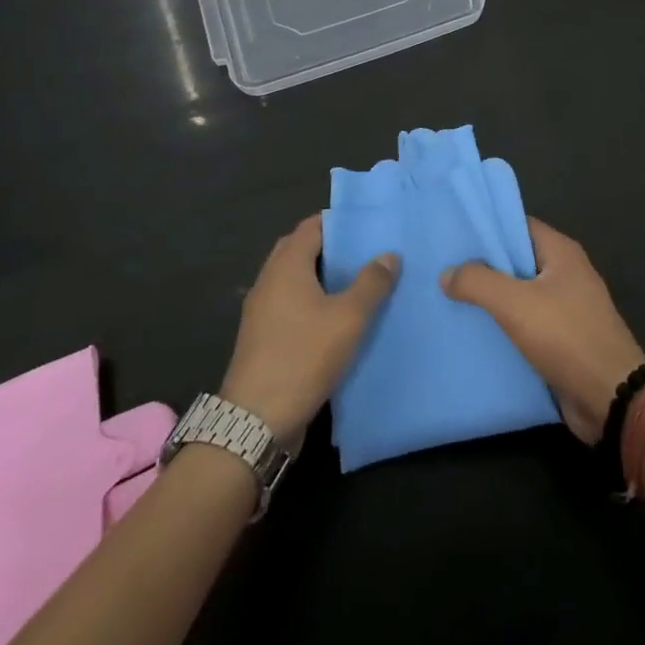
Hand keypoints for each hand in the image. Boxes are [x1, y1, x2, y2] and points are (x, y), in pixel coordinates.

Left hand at [220, 214, 398, 446]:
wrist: (256, 422)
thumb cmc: (303, 356)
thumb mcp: (348, 318)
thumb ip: (371, 283)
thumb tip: (389, 255)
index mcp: (286, 267)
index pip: (311, 227)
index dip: (338, 222)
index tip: (367, 225)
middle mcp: (269, 282)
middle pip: (299, 250)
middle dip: (330, 248)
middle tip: (364, 252)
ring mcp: (261, 312)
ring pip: (294, 280)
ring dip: (320, 277)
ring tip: (357, 283)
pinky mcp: (262, 338)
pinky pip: (289, 305)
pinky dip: (311, 301)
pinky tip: (336, 318)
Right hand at [440, 217, 644, 442]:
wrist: (611, 398)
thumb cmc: (567, 338)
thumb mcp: (516, 304)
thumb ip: (478, 283)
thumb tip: (447, 273)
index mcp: (561, 253)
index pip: (518, 225)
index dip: (487, 228)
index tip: (453, 235)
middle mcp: (566, 274)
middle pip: (517, 260)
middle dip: (483, 266)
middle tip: (442, 270)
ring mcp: (567, 308)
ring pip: (519, 295)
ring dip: (491, 300)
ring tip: (448, 301)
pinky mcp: (563, 340)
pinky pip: (526, 325)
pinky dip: (503, 327)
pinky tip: (473, 334)